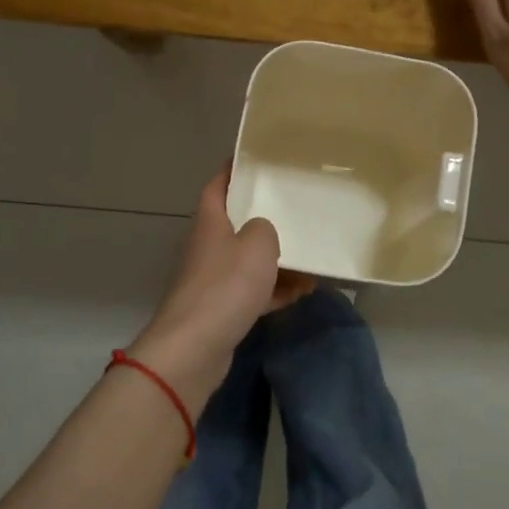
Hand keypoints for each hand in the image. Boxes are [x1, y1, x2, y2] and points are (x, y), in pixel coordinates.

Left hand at [132, 171, 314, 405]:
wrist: (196, 347)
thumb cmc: (226, 286)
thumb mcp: (258, 244)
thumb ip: (266, 228)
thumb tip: (263, 231)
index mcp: (211, 222)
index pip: (219, 185)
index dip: (234, 170)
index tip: (256, 160)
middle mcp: (209, 247)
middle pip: (236, 224)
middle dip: (265, 218)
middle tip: (297, 208)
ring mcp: (213, 280)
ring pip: (249, 261)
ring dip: (278, 260)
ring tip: (312, 256)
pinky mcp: (222, 310)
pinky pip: (254, 292)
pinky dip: (276, 291)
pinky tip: (304, 291)